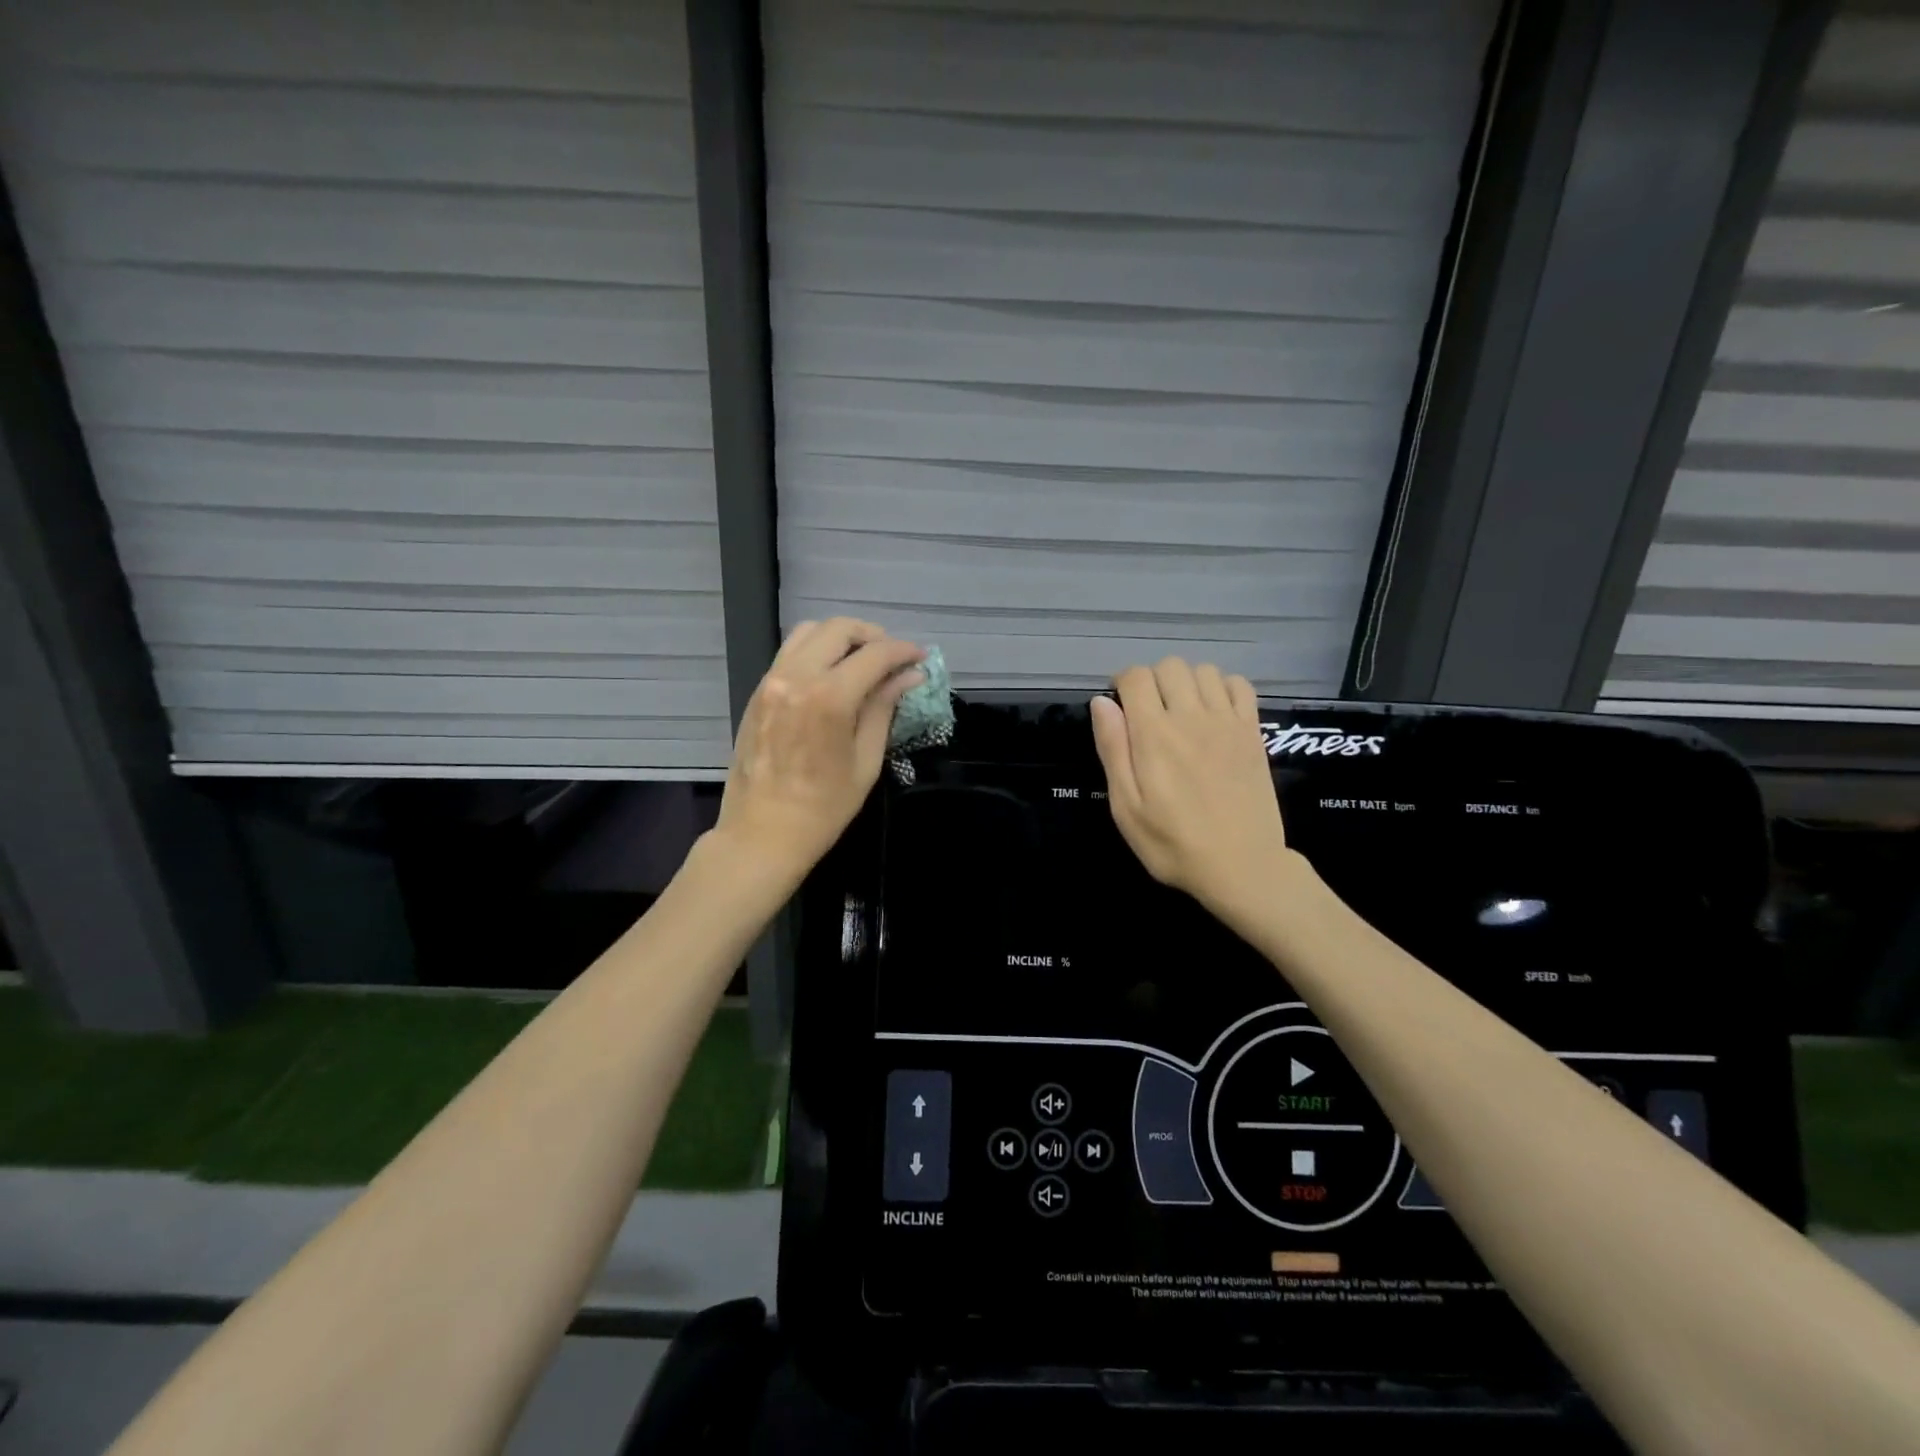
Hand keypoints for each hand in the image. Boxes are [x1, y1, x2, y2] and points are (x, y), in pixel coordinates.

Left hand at [714, 618, 924, 881]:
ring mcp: (771, 681)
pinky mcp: (757, 692)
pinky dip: (816, 652)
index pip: (874, 654)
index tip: (920, 658)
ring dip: (840, 638)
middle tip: (892, 658)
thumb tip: (909, 676)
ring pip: (808, 632)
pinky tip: (832, 676)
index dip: (903, 651)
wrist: (762, 834)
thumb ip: (883, 708)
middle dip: (872, 636)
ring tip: (861, 661)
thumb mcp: (865, 761)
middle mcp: (795, 677)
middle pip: (838, 629)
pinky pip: (789, 653)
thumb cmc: (824, 808)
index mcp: (828, 697)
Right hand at [1090, 659, 1292, 918]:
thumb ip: (1113, 749)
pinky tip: (1214, 712)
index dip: (1122, 684)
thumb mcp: (1126, 807)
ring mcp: (1227, 722)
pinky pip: (1240, 685)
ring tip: (1180, 711)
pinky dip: (1223, 687)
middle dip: (1152, 680)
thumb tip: (1102, 702)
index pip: (1136, 677)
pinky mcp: (1253, 732)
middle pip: (1170, 666)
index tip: (1120, 707)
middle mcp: (1191, 717)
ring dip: (1186, 682)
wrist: (1241, 866)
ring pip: (1204, 670)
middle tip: (1148, 712)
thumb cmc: (1172, 843)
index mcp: (1154, 734)